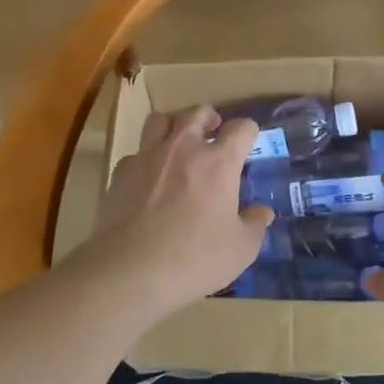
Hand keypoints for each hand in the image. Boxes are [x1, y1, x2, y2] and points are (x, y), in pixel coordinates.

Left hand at [88, 105, 272, 312]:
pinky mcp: (121, 173)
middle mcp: (183, 149)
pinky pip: (136, 153)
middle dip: (209, 118)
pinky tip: (149, 180)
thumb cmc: (195, 258)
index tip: (249, 143)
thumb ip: (254, 225)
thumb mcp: (240, 249)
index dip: (248, 132)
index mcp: (219, 162)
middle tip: (213, 133)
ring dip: (173, 127)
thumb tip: (263, 213)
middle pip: (197, 113)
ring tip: (178, 145)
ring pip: (160, 120)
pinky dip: (146, 159)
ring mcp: (148, 157)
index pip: (241, 128)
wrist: (130, 270)